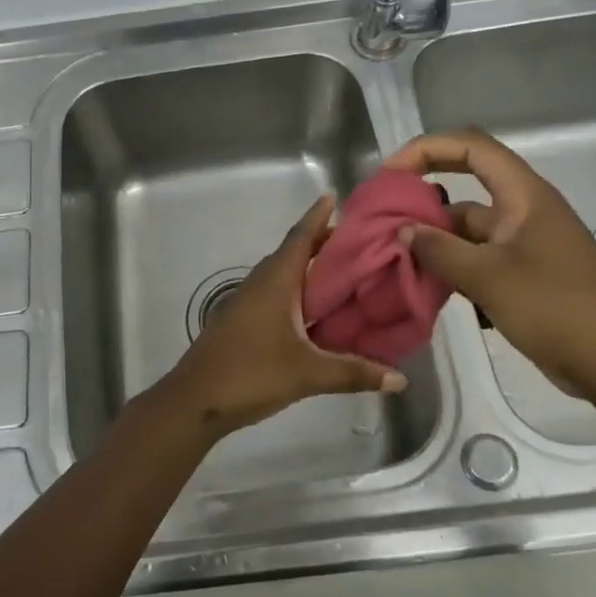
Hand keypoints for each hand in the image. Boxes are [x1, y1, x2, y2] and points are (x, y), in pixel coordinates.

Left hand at [151, 196, 406, 439]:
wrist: (194, 400)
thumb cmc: (250, 374)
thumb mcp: (307, 374)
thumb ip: (354, 373)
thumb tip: (400, 380)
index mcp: (275, 281)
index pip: (300, 238)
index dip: (317, 216)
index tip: (333, 196)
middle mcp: (260, 284)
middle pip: (293, 253)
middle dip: (322, 243)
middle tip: (357, 242)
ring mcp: (247, 303)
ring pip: (282, 275)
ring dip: (309, 269)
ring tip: (343, 273)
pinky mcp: (241, 322)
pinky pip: (275, 295)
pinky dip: (297, 293)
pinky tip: (313, 312)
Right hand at [383, 128, 595, 401]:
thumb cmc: (554, 308)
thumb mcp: (488, 277)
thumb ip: (440, 250)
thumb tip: (404, 231)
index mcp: (524, 195)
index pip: (472, 148)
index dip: (428, 149)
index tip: (391, 174)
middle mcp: (523, 210)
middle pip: (466, 185)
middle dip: (424, 195)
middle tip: (385, 215)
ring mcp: (523, 242)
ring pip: (468, 226)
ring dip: (434, 236)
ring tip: (395, 253)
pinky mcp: (522, 272)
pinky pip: (477, 255)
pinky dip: (451, 262)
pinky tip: (424, 280)